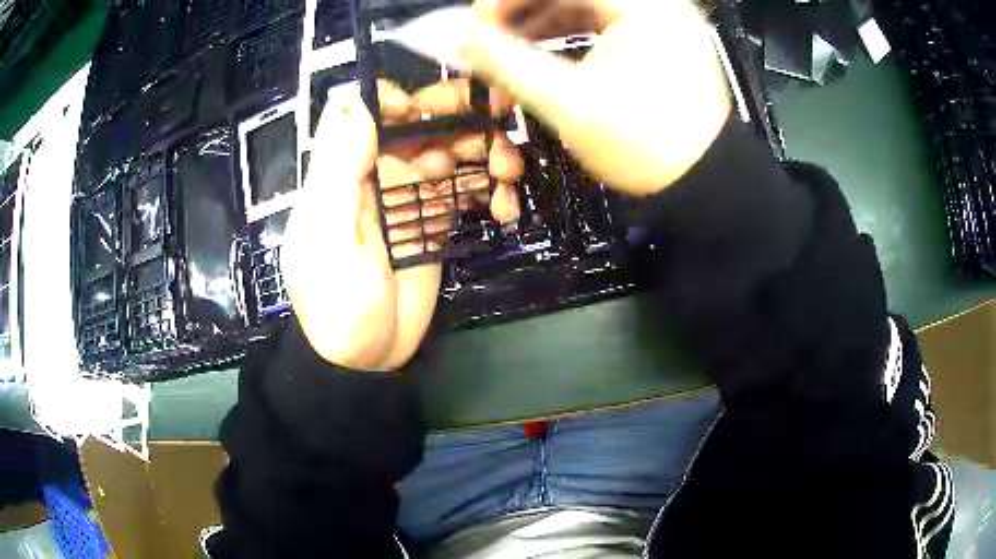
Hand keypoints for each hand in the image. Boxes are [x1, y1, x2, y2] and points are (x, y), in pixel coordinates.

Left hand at [281, 83, 522, 370]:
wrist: (367, 356)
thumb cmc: (336, 301)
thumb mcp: (328, 239)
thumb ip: (339, 171)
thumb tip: (359, 106)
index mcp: (342, 170)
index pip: (358, 110)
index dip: (389, 97)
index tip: (419, 110)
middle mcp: (377, 172)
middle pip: (416, 122)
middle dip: (456, 115)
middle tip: (497, 119)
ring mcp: (410, 195)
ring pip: (450, 151)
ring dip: (484, 153)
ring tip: (507, 175)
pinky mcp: (436, 219)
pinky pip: (467, 189)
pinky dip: (490, 191)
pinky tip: (503, 209)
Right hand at [457, 0, 731, 196]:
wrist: (702, 184)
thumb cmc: (646, 148)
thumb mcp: (566, 101)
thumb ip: (500, 60)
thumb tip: (443, 34)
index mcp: (644, 6)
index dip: (504, 1)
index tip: (474, 27)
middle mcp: (657, 4)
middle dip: (519, 14)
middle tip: (488, 43)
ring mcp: (659, 18)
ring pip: (581, 2)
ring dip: (538, 23)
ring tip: (508, 54)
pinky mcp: (657, 35)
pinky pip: (599, 18)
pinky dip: (565, 32)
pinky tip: (539, 52)